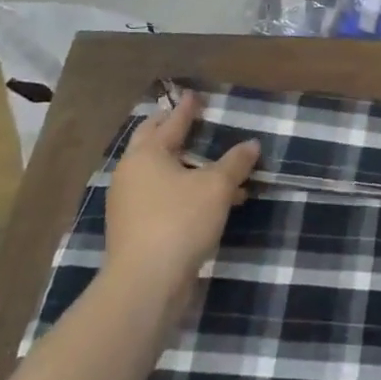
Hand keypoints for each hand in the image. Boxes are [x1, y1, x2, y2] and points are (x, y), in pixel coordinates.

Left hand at [104, 92, 258, 286]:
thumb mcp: (217, 187)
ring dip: (186, 166)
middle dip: (173, 131)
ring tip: (217, 166)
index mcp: (146, 154)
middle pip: (153, 143)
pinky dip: (184, 191)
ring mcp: (129, 203)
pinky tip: (211, 202)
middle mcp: (131, 174)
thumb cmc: (180, 221)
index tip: (195, 95)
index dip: (186, 108)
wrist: (145, 284)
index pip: (170, 122)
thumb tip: (251, 144)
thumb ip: (235, 162)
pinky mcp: (134, 229)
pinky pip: (163, 198)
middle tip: (191, 120)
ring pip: (160, 174)